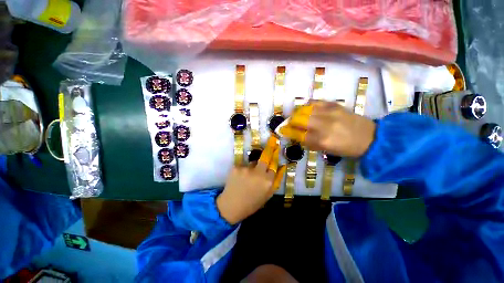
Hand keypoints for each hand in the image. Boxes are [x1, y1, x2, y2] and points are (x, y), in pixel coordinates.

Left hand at [217, 136, 285, 224]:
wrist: (231, 206)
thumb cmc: (252, 203)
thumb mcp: (267, 195)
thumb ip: (276, 180)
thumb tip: (282, 167)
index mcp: (267, 181)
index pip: (274, 165)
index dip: (274, 158)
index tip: (276, 148)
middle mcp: (258, 173)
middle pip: (265, 157)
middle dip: (269, 149)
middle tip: (272, 140)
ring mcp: (246, 169)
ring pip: (253, 162)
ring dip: (252, 167)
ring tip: (247, 177)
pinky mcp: (236, 167)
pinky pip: (243, 165)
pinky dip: (243, 169)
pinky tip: (239, 178)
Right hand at [279, 101, 375, 156]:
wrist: (369, 137)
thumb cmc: (346, 148)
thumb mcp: (325, 150)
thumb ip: (309, 142)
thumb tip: (296, 134)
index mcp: (321, 140)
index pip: (297, 134)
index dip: (287, 132)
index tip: (281, 130)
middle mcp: (323, 125)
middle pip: (298, 119)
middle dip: (289, 121)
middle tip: (288, 123)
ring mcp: (329, 113)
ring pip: (304, 109)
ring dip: (296, 113)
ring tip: (296, 116)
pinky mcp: (334, 105)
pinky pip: (315, 102)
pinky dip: (307, 105)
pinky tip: (306, 109)